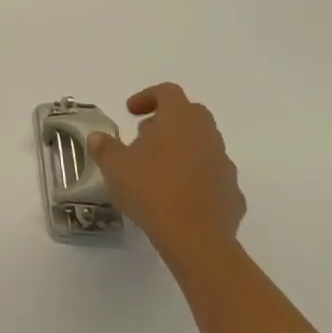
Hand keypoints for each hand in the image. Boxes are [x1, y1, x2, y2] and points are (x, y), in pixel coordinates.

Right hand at [88, 82, 245, 278]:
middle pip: (191, 114)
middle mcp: (207, 135)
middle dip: (168, 122)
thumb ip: (105, 147)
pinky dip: (197, 179)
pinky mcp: (233, 195)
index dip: (147, 97)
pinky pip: (213, 177)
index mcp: (180, 119)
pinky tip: (179, 198)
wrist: (196, 240)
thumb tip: (98, 138)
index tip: (130, 113)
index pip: (168, 92)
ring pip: (204, 145)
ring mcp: (225, 165)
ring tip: (159, 172)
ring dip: (183, 150)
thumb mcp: (115, 166)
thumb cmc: (151, 190)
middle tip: (145, 138)